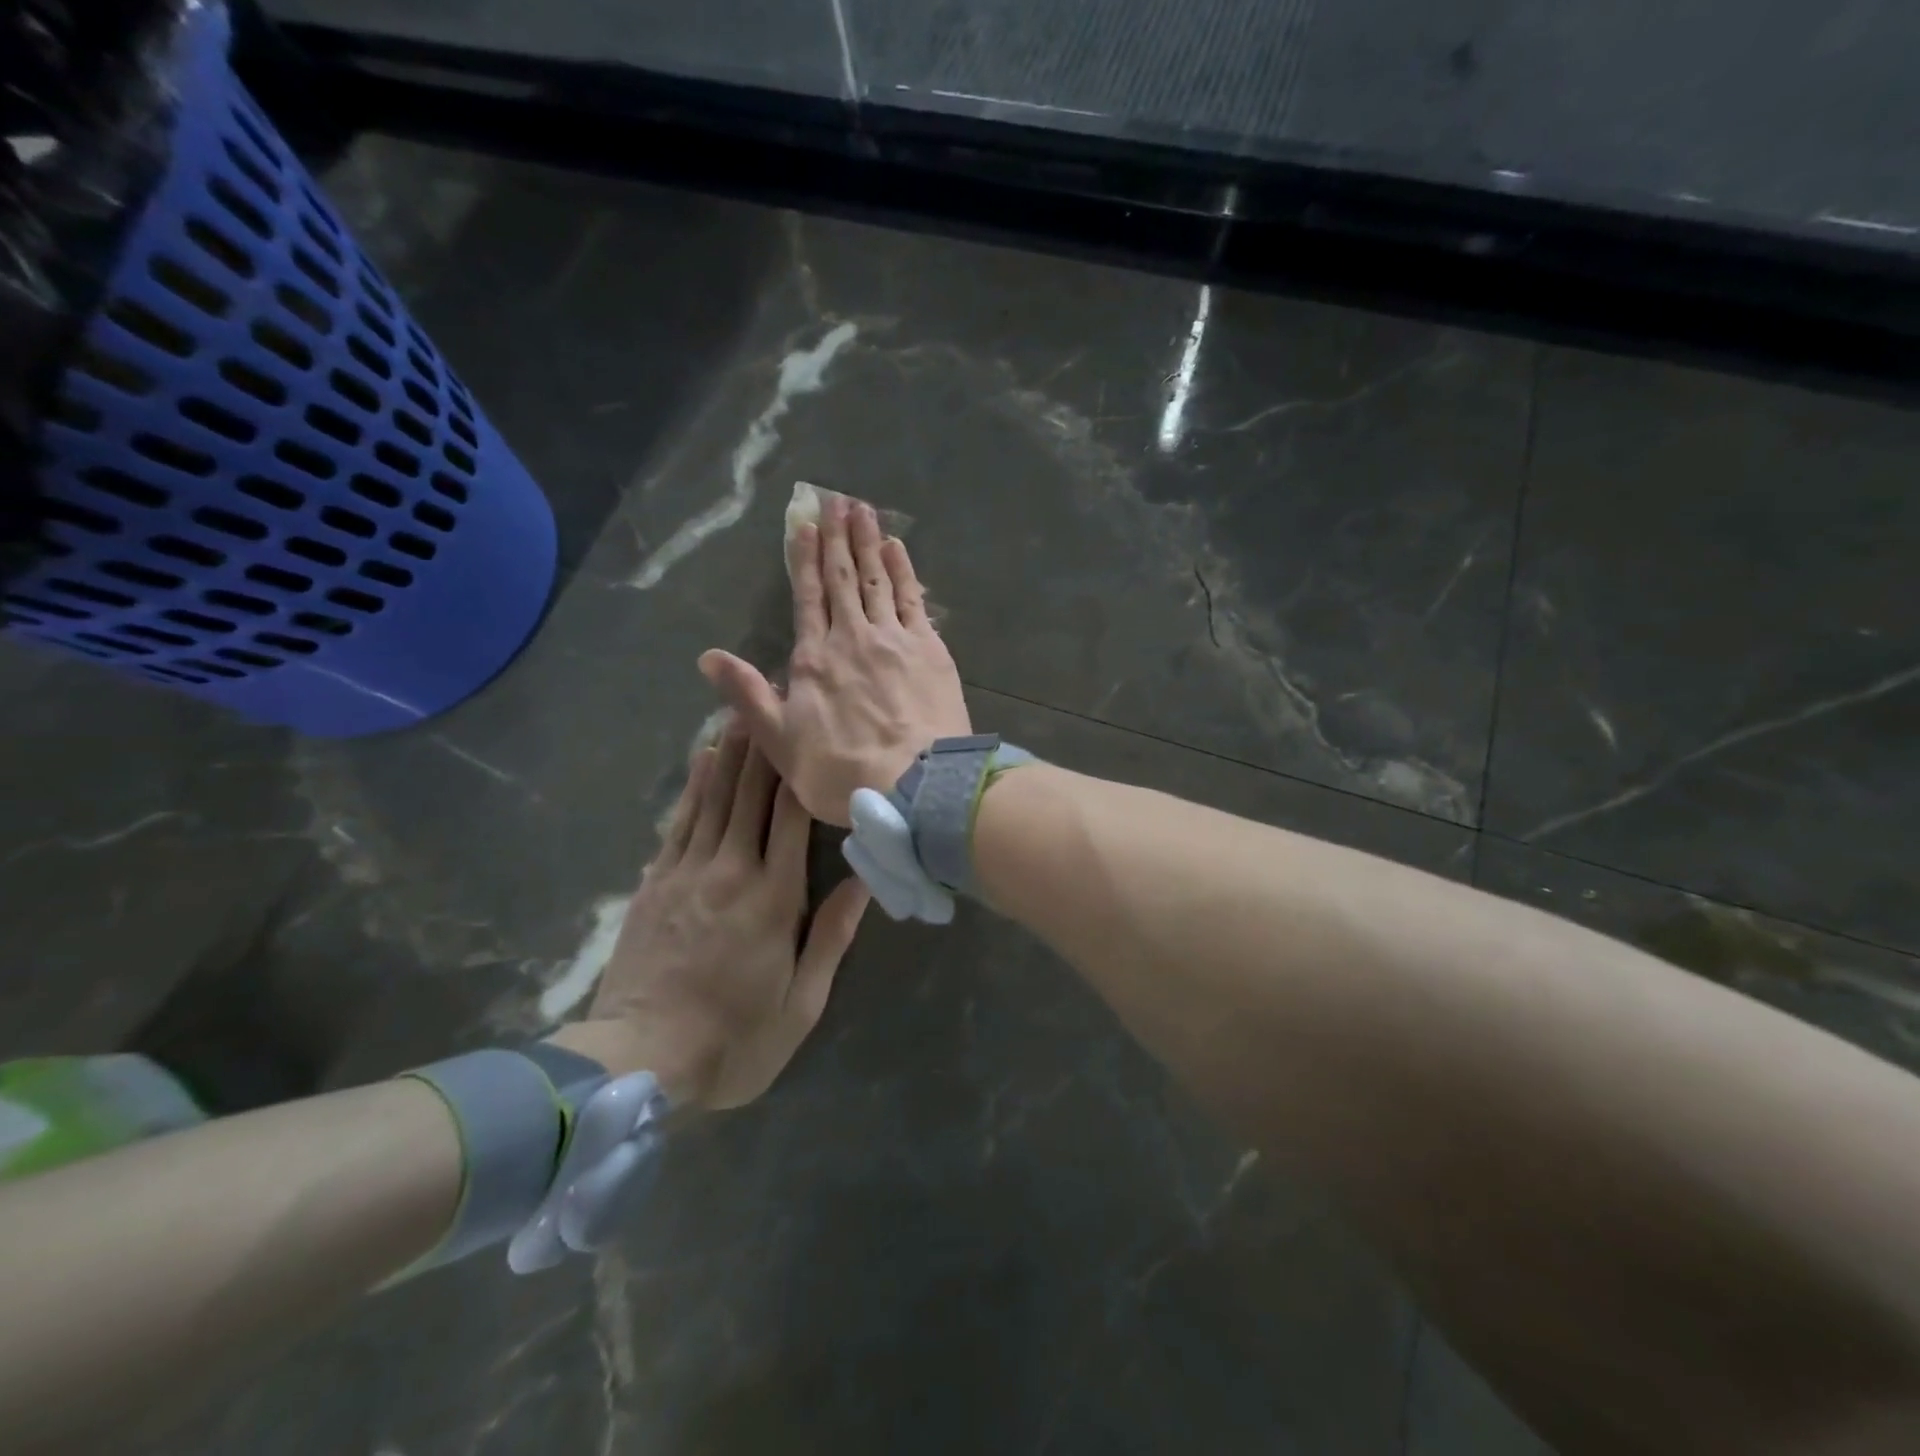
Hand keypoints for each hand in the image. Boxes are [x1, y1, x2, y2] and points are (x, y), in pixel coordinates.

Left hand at [547, 728, 868, 1109]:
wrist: (638, 1062)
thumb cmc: (735, 1039)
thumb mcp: (801, 1002)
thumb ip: (832, 936)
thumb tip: (865, 879)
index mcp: (774, 899)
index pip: (794, 817)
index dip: (802, 768)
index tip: (810, 727)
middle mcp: (732, 871)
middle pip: (751, 794)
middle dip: (766, 742)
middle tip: (776, 694)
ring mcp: (688, 873)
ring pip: (715, 798)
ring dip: (731, 751)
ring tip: (745, 708)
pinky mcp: (656, 882)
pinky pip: (680, 822)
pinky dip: (694, 787)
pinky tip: (703, 760)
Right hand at [699, 495, 970, 825]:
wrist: (915, 785)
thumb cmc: (842, 771)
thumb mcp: (780, 742)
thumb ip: (747, 695)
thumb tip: (708, 656)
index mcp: (815, 658)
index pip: (807, 597)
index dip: (804, 558)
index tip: (804, 524)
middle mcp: (853, 637)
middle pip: (843, 579)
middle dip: (838, 538)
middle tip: (836, 500)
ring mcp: (895, 639)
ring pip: (877, 580)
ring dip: (869, 543)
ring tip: (863, 511)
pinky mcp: (931, 649)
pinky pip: (913, 599)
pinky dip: (904, 571)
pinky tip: (897, 550)